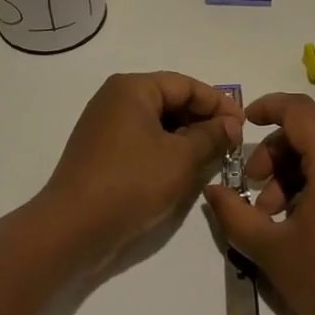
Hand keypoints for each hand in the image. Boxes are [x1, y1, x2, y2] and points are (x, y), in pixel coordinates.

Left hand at [40, 72, 243, 265]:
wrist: (72, 229)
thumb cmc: (131, 183)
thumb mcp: (182, 158)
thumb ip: (212, 136)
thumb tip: (231, 124)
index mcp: (133, 88)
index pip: (186, 85)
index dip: (218, 104)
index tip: (243, 127)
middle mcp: (115, 98)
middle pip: (170, 100)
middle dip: (202, 120)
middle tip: (231, 144)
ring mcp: (104, 125)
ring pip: (156, 123)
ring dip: (185, 138)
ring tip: (212, 158)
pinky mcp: (100, 151)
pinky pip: (141, 140)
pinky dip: (165, 150)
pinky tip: (183, 170)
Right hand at [202, 92, 314, 314]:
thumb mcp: (272, 250)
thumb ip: (235, 215)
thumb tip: (213, 190)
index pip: (298, 109)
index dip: (267, 107)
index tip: (242, 123)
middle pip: (308, 134)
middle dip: (273, 156)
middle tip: (252, 194)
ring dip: (290, 177)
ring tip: (272, 220)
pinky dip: (312, 187)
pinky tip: (299, 227)